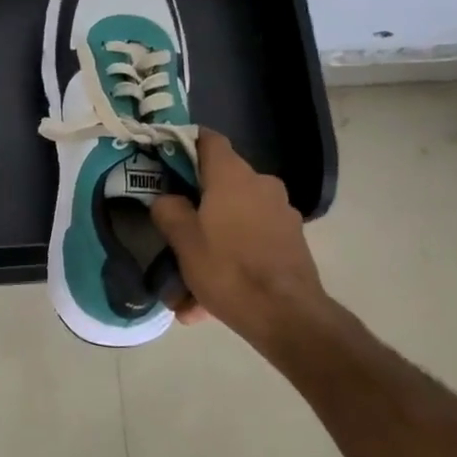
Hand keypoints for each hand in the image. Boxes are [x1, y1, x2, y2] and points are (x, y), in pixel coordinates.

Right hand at [151, 130, 337, 352]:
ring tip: (185, 288)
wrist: (288, 316)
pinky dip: (229, 261)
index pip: (209, 139)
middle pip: (219, 184)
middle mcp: (261, 185)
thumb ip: (169, 210)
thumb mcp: (183, 241)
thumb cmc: (229, 269)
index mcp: (233, 176)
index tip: (165, 161)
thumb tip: (167, 199)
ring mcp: (281, 213)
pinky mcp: (291, 241)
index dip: (185, 144)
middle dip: (195, 209)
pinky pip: (249, 242)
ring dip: (210, 244)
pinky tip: (207, 302)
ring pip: (233, 220)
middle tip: (173, 233)